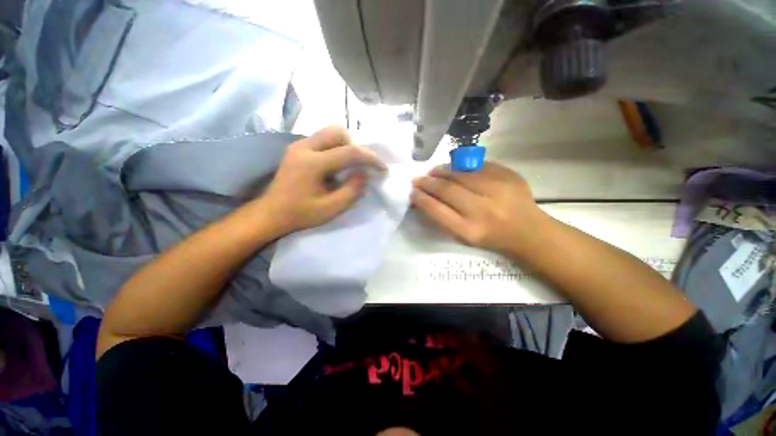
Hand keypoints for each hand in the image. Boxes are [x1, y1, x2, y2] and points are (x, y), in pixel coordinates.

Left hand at [257, 126, 385, 234]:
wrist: (271, 213)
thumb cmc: (300, 214)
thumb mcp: (331, 209)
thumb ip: (351, 191)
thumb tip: (363, 174)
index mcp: (312, 163)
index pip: (349, 152)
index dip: (370, 158)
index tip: (382, 168)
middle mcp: (304, 147)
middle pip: (337, 132)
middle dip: (354, 147)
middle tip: (358, 166)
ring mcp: (298, 145)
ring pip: (329, 133)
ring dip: (344, 147)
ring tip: (347, 167)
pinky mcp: (297, 149)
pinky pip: (322, 140)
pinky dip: (335, 149)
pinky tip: (334, 167)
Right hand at [411, 162, 548, 254]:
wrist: (528, 232)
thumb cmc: (491, 238)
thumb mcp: (464, 237)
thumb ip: (443, 218)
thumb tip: (424, 197)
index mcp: (469, 230)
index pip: (436, 210)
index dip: (421, 199)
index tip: (412, 192)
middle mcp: (482, 210)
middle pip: (446, 190)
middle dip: (427, 182)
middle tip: (418, 179)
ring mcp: (497, 190)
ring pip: (460, 174)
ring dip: (441, 171)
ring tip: (433, 171)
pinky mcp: (509, 176)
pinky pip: (477, 165)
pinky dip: (461, 166)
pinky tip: (454, 168)